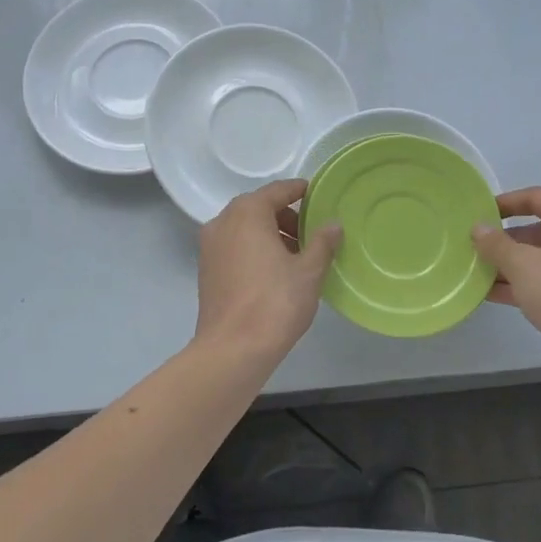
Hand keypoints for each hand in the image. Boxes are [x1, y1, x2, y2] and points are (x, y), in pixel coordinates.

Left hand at [195, 179, 342, 356]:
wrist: (232, 350)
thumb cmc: (275, 303)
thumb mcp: (309, 271)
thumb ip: (322, 242)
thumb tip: (334, 224)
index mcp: (247, 213)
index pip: (278, 191)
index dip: (299, 191)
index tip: (317, 196)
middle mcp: (223, 222)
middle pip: (258, 208)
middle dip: (286, 217)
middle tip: (311, 234)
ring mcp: (210, 246)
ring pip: (245, 228)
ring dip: (270, 234)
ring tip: (296, 256)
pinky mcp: (206, 270)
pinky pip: (235, 247)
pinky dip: (254, 249)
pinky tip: (274, 272)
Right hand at [473, 188, 540, 388]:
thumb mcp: (521, 264)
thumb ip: (496, 244)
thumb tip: (479, 228)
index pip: (538, 197)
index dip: (508, 202)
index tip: (482, 212)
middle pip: (539, 229)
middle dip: (506, 239)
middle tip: (476, 246)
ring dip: (511, 264)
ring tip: (477, 271)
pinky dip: (523, 284)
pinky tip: (492, 294)